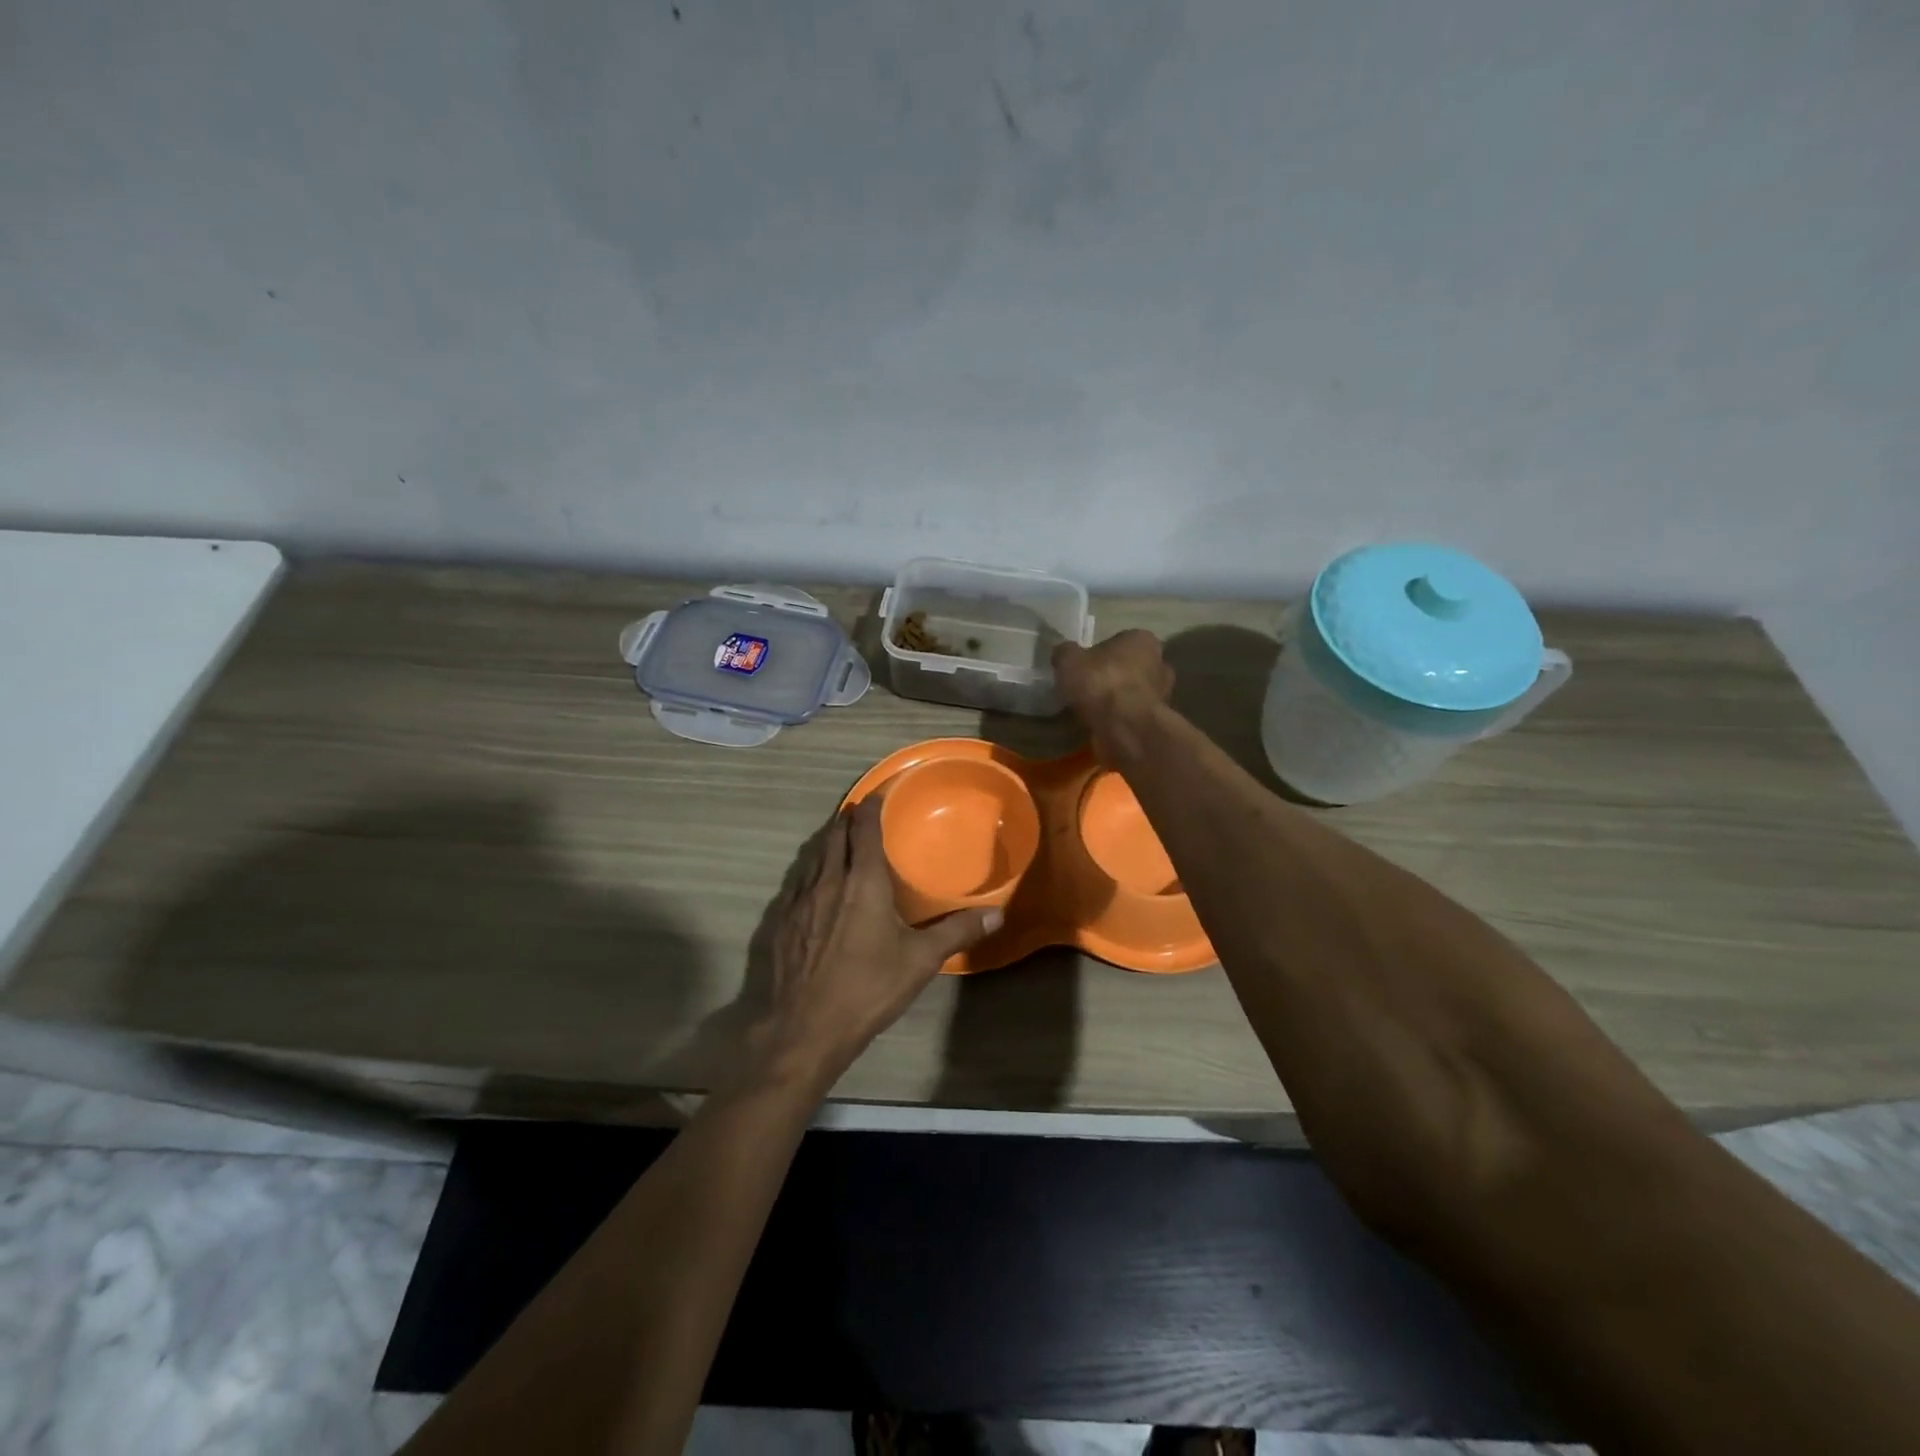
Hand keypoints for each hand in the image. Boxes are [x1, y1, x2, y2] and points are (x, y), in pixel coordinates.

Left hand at [749, 798, 1001, 1089]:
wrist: (805, 1027)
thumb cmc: (869, 987)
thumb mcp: (921, 960)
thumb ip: (957, 932)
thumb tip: (997, 914)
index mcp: (863, 882)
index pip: (863, 830)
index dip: (869, 808)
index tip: (876, 795)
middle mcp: (828, 881)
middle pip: (834, 837)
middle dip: (846, 821)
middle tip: (859, 815)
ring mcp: (799, 901)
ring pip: (813, 857)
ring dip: (827, 844)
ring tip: (839, 842)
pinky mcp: (781, 922)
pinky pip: (797, 883)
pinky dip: (810, 872)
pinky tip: (815, 887)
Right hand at [1052, 629, 1173, 748]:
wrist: (1125, 727)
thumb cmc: (1100, 683)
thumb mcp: (1069, 660)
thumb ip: (1066, 652)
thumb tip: (1064, 652)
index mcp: (1142, 639)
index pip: (1119, 641)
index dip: (1100, 654)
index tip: (1084, 667)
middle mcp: (1160, 662)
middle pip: (1131, 666)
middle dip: (1113, 676)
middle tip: (1088, 688)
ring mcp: (1163, 693)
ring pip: (1135, 692)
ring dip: (1119, 699)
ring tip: (1093, 710)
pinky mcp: (1158, 720)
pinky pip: (1134, 714)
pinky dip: (1122, 718)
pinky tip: (1103, 724)